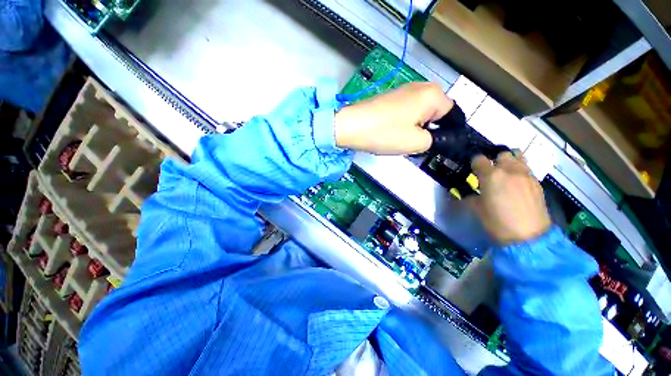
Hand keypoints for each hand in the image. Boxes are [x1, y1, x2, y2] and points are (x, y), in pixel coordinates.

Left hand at [334, 82, 452, 154]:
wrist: (351, 126)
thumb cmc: (384, 133)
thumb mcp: (417, 143)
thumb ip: (436, 140)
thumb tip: (440, 138)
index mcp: (433, 94)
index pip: (453, 115)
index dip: (446, 132)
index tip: (435, 145)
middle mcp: (421, 87)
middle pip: (435, 113)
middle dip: (429, 130)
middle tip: (415, 144)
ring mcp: (403, 91)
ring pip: (420, 114)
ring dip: (415, 128)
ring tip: (400, 139)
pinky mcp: (390, 98)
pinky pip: (406, 112)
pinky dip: (404, 124)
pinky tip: (392, 133)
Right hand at [472, 152, 551, 244]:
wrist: (528, 237)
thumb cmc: (496, 222)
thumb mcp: (476, 208)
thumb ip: (471, 194)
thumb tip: (469, 191)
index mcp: (491, 175)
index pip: (479, 159)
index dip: (474, 164)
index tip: (473, 172)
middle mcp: (510, 170)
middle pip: (502, 154)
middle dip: (494, 160)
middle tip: (490, 172)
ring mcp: (526, 175)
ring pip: (518, 158)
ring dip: (509, 163)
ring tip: (505, 175)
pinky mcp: (537, 183)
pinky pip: (526, 170)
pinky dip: (519, 172)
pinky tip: (516, 185)